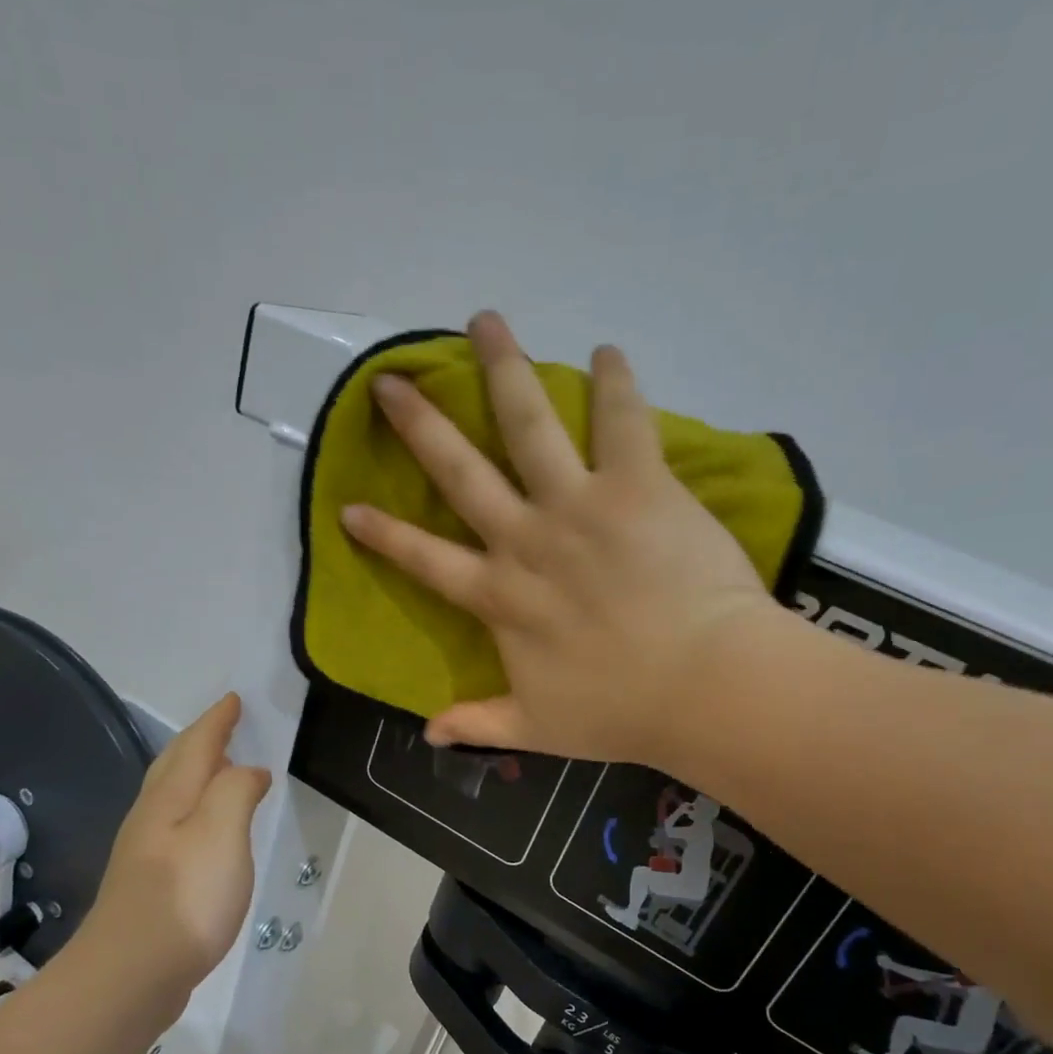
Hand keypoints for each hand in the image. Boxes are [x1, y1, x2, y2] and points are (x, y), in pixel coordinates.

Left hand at [79, 693, 270, 998]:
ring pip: (171, 794)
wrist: (130, 973)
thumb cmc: (185, 896)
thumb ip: (236, 791)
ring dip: (195, 771)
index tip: (234, 700)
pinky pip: (175, 823)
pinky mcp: (149, 882)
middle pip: (175, 764)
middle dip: (200, 739)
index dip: (217, 721)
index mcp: (171, 797)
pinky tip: (204, 827)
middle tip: (223, 723)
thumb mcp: (221, 832)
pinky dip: (194, 807)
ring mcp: (145, 851)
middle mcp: (152, 816)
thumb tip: (249, 771)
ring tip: (219, 767)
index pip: (197, 745)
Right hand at [341, 311, 800, 767]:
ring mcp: (578, 505)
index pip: (424, 560)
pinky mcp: (637, 485)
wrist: (704, 686)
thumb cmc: (620, 711)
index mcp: (500, 597)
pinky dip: (615, 383)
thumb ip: (480, 723)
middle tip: (390, 382)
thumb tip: (428, 732)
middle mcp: (526, 539)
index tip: (348, 506)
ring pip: (528, 424)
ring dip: (503, 369)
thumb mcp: (537, 729)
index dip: (384, 534)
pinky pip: (622, 421)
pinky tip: (607, 351)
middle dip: (420, 424)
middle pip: (460, 471)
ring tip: (484, 321)